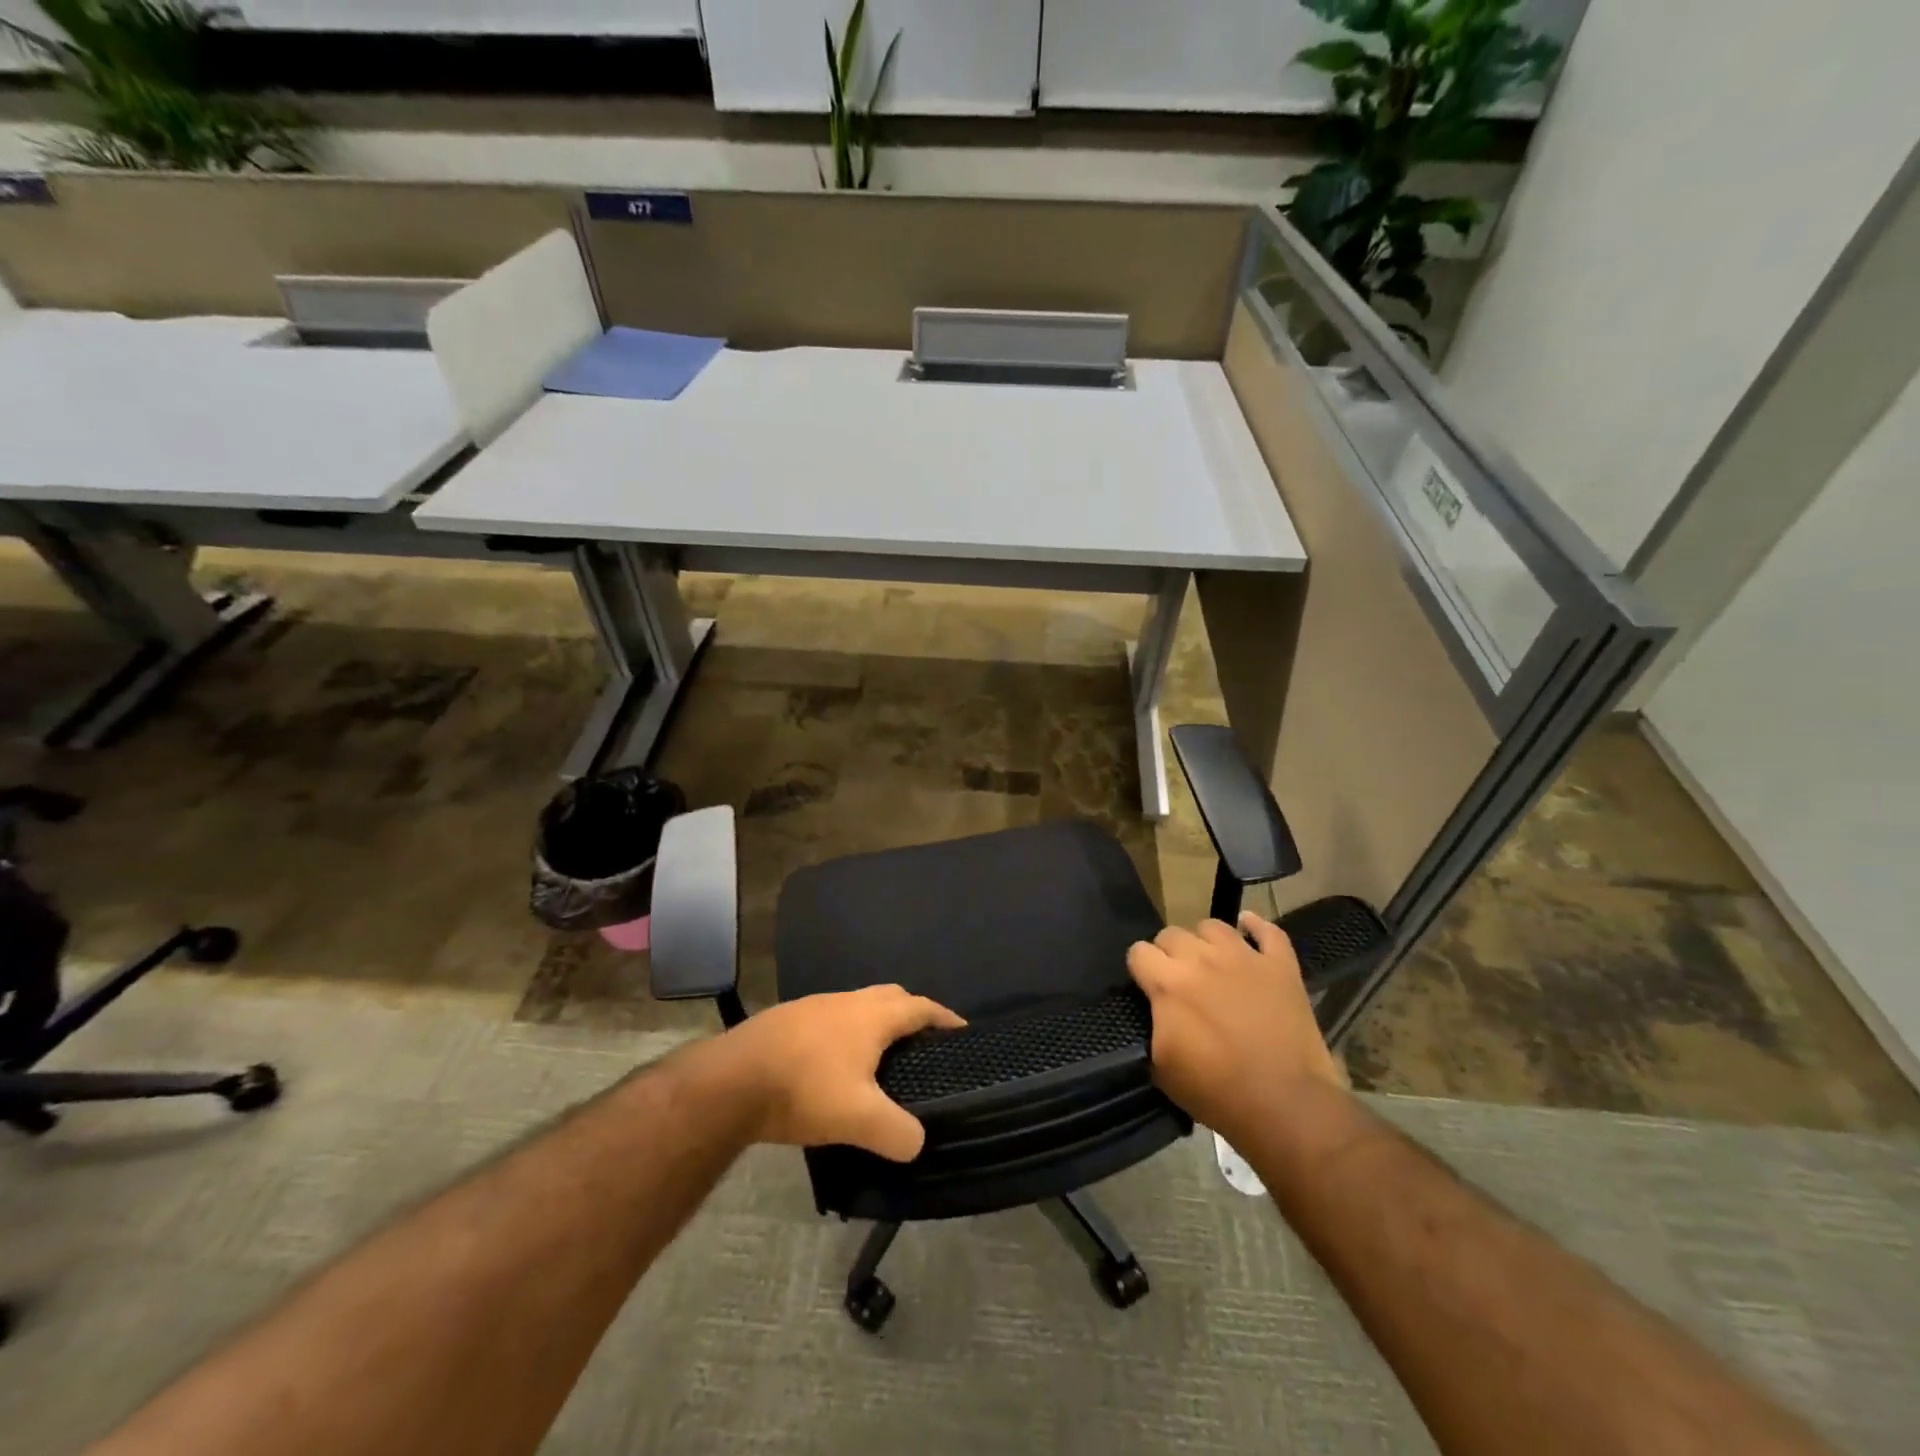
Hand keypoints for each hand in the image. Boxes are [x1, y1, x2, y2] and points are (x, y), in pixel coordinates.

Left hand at [693, 986, 965, 1161]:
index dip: (945, 1018)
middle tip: (923, 1045)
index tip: (962, 1032)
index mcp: (873, 1016)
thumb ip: (897, 1133)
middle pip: (891, 997)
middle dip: (911, 1014)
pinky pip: (830, 1019)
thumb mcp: (859, 1119)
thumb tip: (917, 1142)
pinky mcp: (788, 1019)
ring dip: (874, 1024)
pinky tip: (833, 1065)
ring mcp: (814, 1006)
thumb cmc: (805, 1089)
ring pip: (857, 1006)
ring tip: (879, 1058)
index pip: (921, 1007)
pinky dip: (844, 1034)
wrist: (732, 1079)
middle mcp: (847, 1001)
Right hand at [1127, 912, 1343, 1138]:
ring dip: (1205, 942)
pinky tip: (1248, 931)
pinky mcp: (1281, 966)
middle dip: (1168, 953)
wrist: (1286, 1105)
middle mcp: (1202, 959)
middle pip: (1171, 933)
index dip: (1140, 969)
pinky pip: (1268, 931)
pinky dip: (1256, 927)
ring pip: (1213, 926)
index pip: (1138, 952)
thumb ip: (1152, 1026)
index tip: (1148, 988)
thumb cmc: (1217, 1091)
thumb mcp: (1162, 1068)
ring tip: (1211, 963)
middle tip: (1179, 981)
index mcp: (1169, 983)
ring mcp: (1245, 957)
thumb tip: (1155, 1011)